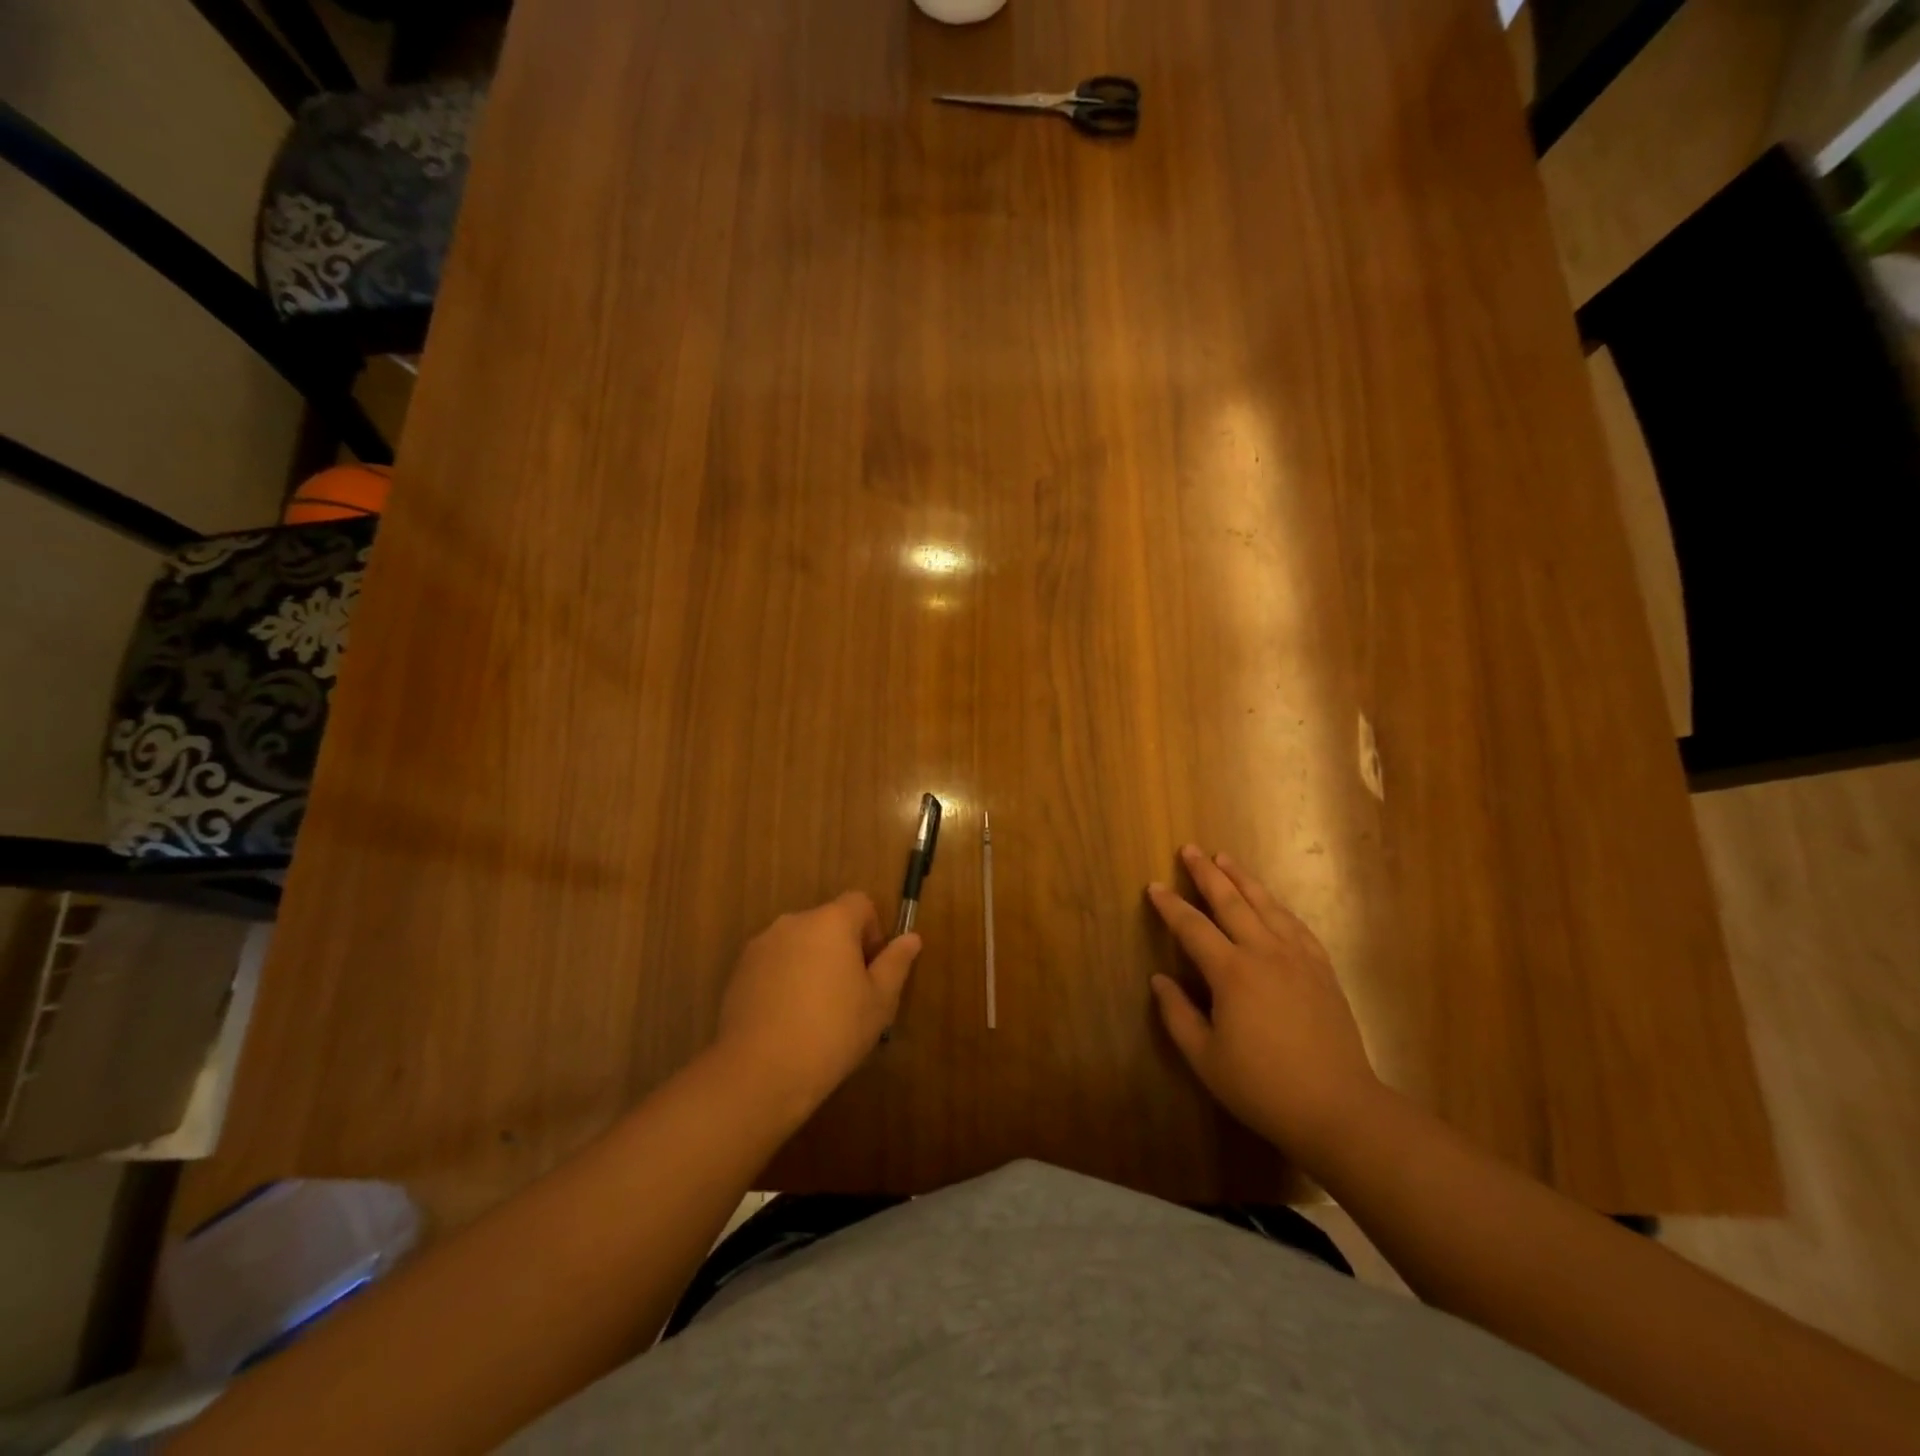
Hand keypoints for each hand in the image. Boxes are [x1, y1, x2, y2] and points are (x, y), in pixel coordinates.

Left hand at [713, 893, 921, 1116]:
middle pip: (827, 922)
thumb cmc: (832, 1032)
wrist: (759, 1072)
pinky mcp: (738, 972)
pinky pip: (773, 964)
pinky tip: (788, 1020)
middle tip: (849, 995)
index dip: (872, 930)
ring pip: (799, 944)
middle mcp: (793, 923)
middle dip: (841, 949)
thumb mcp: (879, 1002)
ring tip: (816, 1012)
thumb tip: (911, 937)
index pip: (859, 903)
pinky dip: (785, 980)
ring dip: (812, 964)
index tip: (872, 969)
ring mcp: (761, 946)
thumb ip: (896, 963)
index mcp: (830, 922)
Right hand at [1148, 846, 1382, 1166]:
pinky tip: (1271, 902)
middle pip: (1231, 902)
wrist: (1339, 1109)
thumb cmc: (1263, 1087)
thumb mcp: (1206, 1059)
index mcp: (1232, 973)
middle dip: (1207, 874)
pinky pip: (1296, 926)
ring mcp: (1298, 959)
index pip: (1193, 928)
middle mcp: (1265, 953)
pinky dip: (1278, 907)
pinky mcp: (1322, 970)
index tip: (1154, 887)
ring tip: (1226, 858)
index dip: (1170, 906)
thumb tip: (1159, 979)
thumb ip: (1178, 1015)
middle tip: (1190, 849)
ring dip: (1243, 879)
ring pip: (1266, 906)